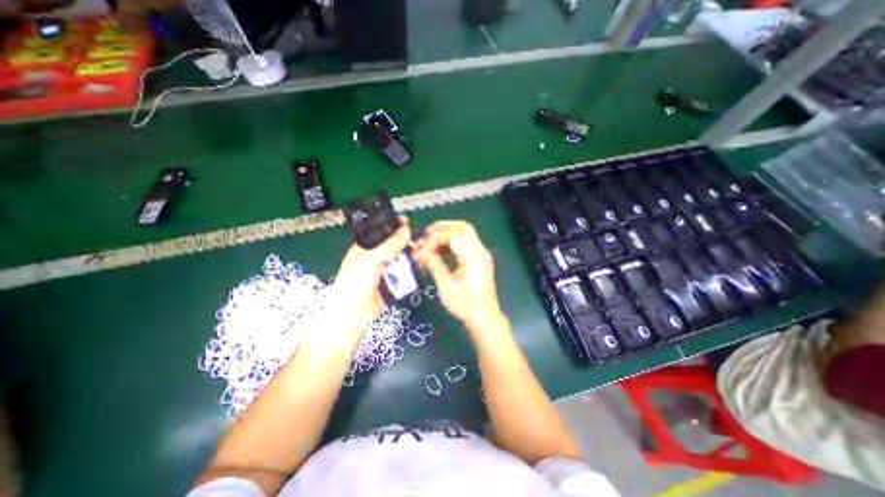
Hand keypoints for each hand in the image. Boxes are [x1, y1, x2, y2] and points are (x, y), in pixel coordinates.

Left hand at [328, 220, 410, 338]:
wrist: (354, 315)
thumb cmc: (355, 283)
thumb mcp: (370, 260)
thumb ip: (388, 246)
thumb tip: (406, 230)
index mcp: (363, 248)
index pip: (379, 232)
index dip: (391, 225)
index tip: (406, 221)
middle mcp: (373, 257)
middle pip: (392, 245)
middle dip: (404, 241)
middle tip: (419, 237)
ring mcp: (383, 271)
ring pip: (399, 258)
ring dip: (409, 255)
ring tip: (422, 251)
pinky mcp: (391, 283)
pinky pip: (403, 272)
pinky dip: (410, 269)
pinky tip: (419, 265)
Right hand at [410, 222, 500, 329]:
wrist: (484, 318)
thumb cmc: (466, 305)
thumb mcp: (446, 287)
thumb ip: (434, 265)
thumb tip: (419, 252)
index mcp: (473, 257)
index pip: (454, 234)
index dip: (436, 237)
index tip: (422, 249)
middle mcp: (479, 251)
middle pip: (462, 228)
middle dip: (442, 228)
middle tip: (425, 237)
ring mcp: (480, 254)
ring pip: (463, 234)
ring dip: (445, 235)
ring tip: (428, 245)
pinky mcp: (477, 259)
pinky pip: (464, 243)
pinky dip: (450, 243)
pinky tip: (438, 251)